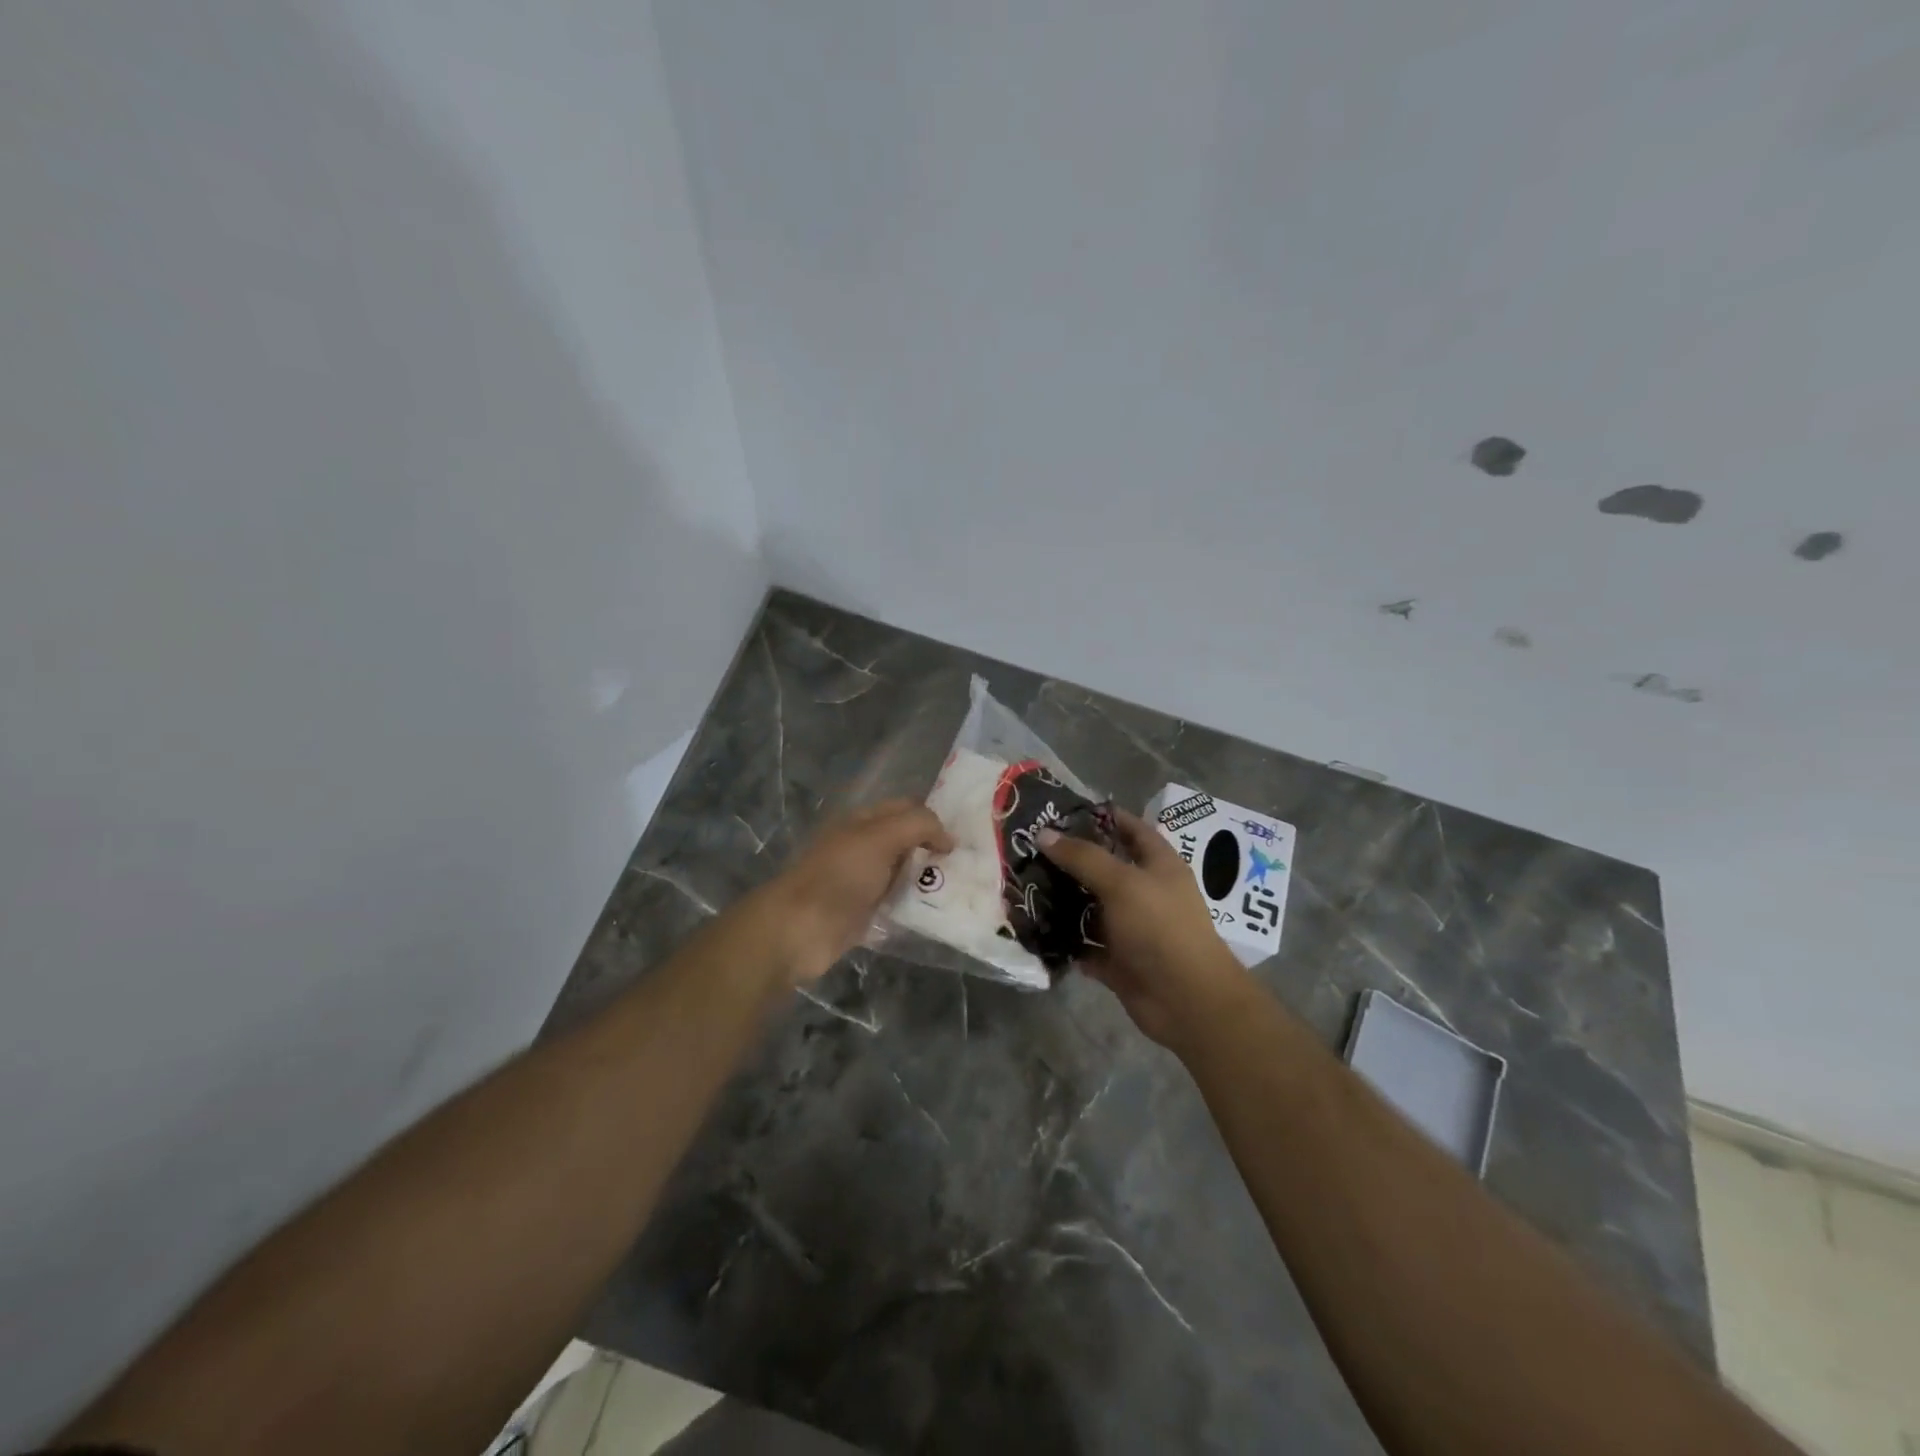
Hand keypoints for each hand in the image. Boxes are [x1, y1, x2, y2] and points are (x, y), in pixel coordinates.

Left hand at [763, 799, 952, 984]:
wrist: (799, 928)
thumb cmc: (840, 875)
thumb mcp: (881, 837)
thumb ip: (918, 826)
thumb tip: (948, 838)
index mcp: (862, 821)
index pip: (905, 807)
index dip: (933, 816)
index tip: (965, 834)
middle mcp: (862, 846)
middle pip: (906, 841)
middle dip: (934, 849)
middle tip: (971, 863)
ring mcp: (861, 881)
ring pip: (903, 874)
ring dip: (926, 880)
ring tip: (962, 888)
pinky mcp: (862, 913)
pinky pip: (895, 905)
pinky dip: (914, 907)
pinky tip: (938, 913)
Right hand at [1038, 810, 1252, 1050]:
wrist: (1186, 1000)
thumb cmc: (1160, 928)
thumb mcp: (1122, 883)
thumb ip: (1083, 857)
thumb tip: (1043, 834)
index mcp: (1158, 864)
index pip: (1130, 828)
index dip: (1101, 816)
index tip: (1061, 810)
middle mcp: (1145, 892)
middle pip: (1104, 867)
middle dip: (1071, 859)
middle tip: (1029, 847)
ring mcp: (1131, 927)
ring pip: (1091, 907)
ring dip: (1063, 900)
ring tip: (1023, 884)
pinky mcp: (1118, 959)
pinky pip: (1085, 944)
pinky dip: (1065, 940)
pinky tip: (1034, 928)